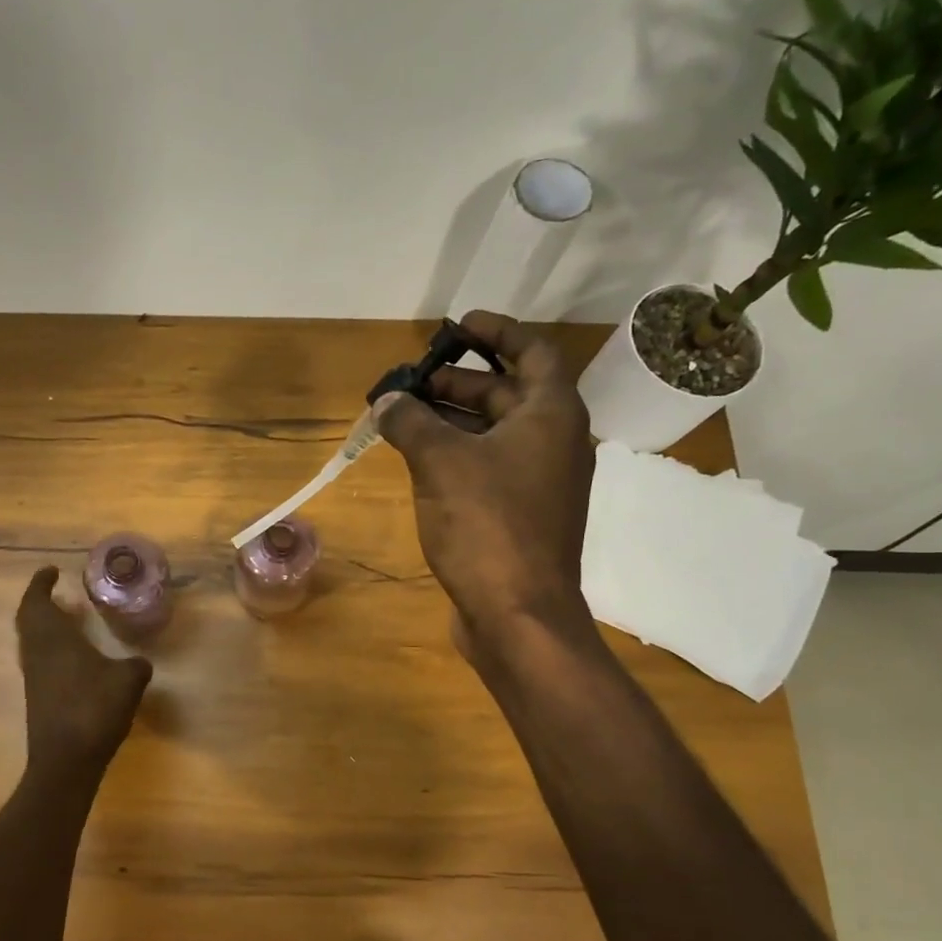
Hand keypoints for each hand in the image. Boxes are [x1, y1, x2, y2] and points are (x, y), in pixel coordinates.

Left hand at [15, 567, 152, 773]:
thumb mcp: (128, 680)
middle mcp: (37, 654)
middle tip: (58, 593)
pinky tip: (77, 658)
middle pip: (28, 620)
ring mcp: (35, 678)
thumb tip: (138, 661)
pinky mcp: (38, 698)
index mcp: (54, 639)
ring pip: (32, 641)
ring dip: (46, 627)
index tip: (51, 571)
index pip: (37, 602)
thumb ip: (135, 665)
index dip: (40, 584)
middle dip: (40, 602)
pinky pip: (41, 661)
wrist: (66, 761)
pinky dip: (53, 649)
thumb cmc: (94, 710)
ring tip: (70, 621)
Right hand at [376, 310, 596, 650]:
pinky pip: (488, 466)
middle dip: (458, 381)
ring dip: (451, 419)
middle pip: (507, 393)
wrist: (518, 614)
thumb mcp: (441, 463)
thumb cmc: (488, 526)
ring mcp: (539, 482)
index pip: (532, 352)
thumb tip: (387, 401)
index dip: (496, 332)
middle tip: (411, 381)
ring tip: (403, 417)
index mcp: (551, 416)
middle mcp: (553, 442)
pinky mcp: (520, 515)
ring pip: (493, 433)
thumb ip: (411, 422)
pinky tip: (418, 461)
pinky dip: (456, 454)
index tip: (457, 326)